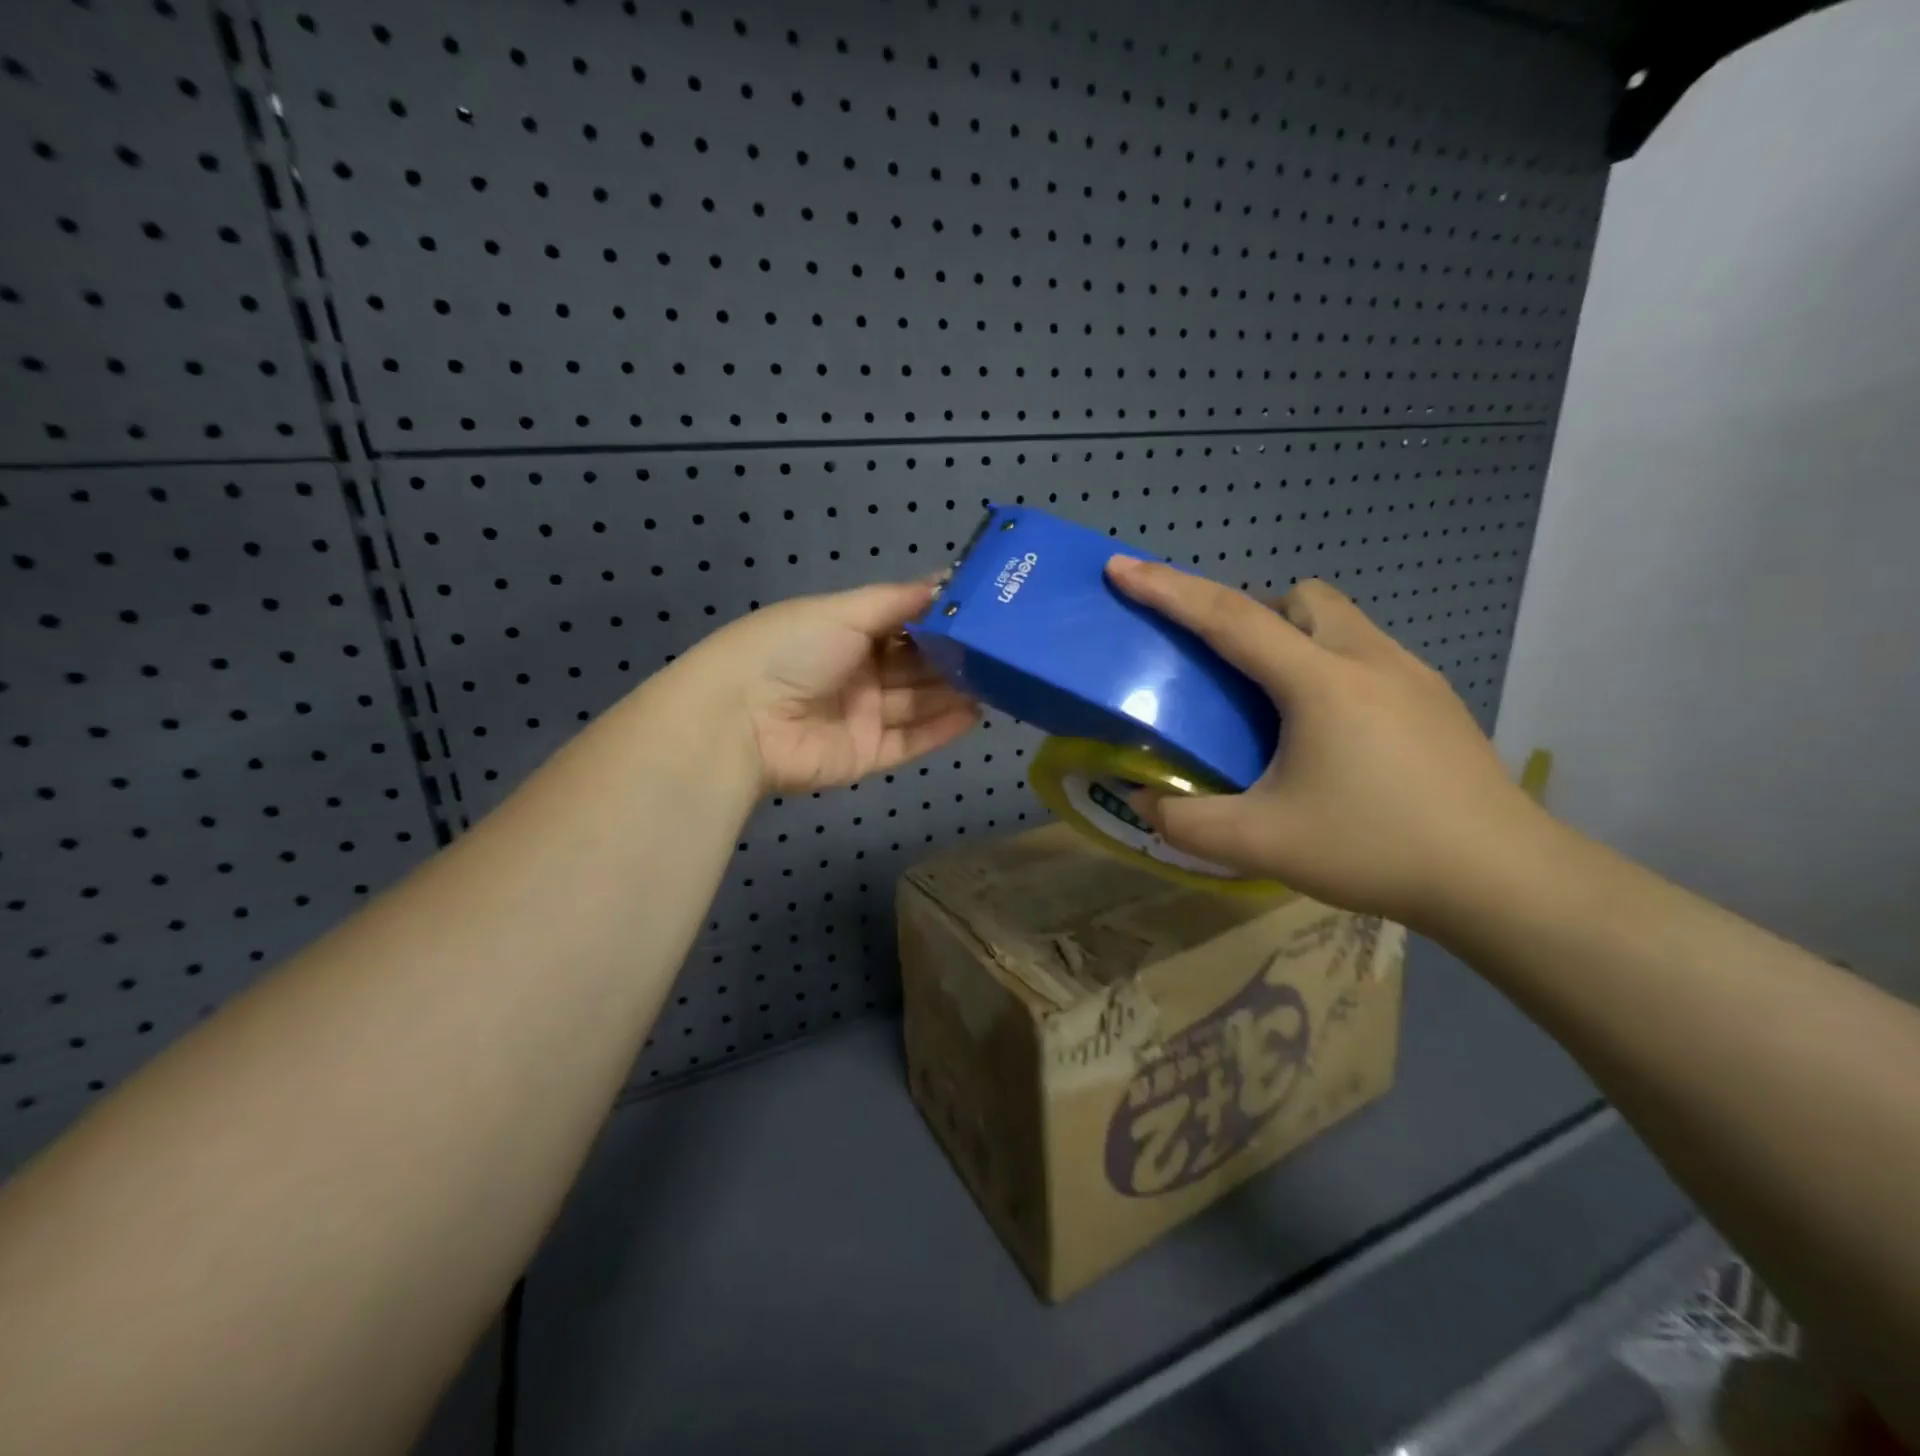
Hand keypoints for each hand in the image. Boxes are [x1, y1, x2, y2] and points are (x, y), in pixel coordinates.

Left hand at [669, 580, 978, 794]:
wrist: (740, 720)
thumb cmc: (790, 650)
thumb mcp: (842, 612)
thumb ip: (897, 602)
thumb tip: (944, 580)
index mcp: (845, 633)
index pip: (902, 625)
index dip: (938, 620)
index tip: (983, 611)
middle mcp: (856, 674)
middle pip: (914, 666)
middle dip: (952, 659)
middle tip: (1001, 651)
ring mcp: (861, 717)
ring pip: (917, 704)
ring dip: (953, 694)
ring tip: (998, 681)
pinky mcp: (865, 756)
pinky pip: (910, 742)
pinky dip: (941, 730)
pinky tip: (975, 715)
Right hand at [1106, 559, 1552, 930]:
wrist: (1505, 880)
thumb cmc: (1376, 849)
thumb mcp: (1262, 844)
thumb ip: (1186, 822)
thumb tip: (1141, 801)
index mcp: (1319, 681)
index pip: (1228, 617)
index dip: (1167, 589)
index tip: (1121, 567)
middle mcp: (1367, 659)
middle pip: (1298, 598)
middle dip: (1251, 613)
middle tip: (1228, 670)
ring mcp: (1413, 676)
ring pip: (1339, 622)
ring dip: (1294, 638)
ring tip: (1276, 704)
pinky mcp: (1436, 701)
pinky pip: (1367, 654)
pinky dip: (1329, 668)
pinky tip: (1331, 735)